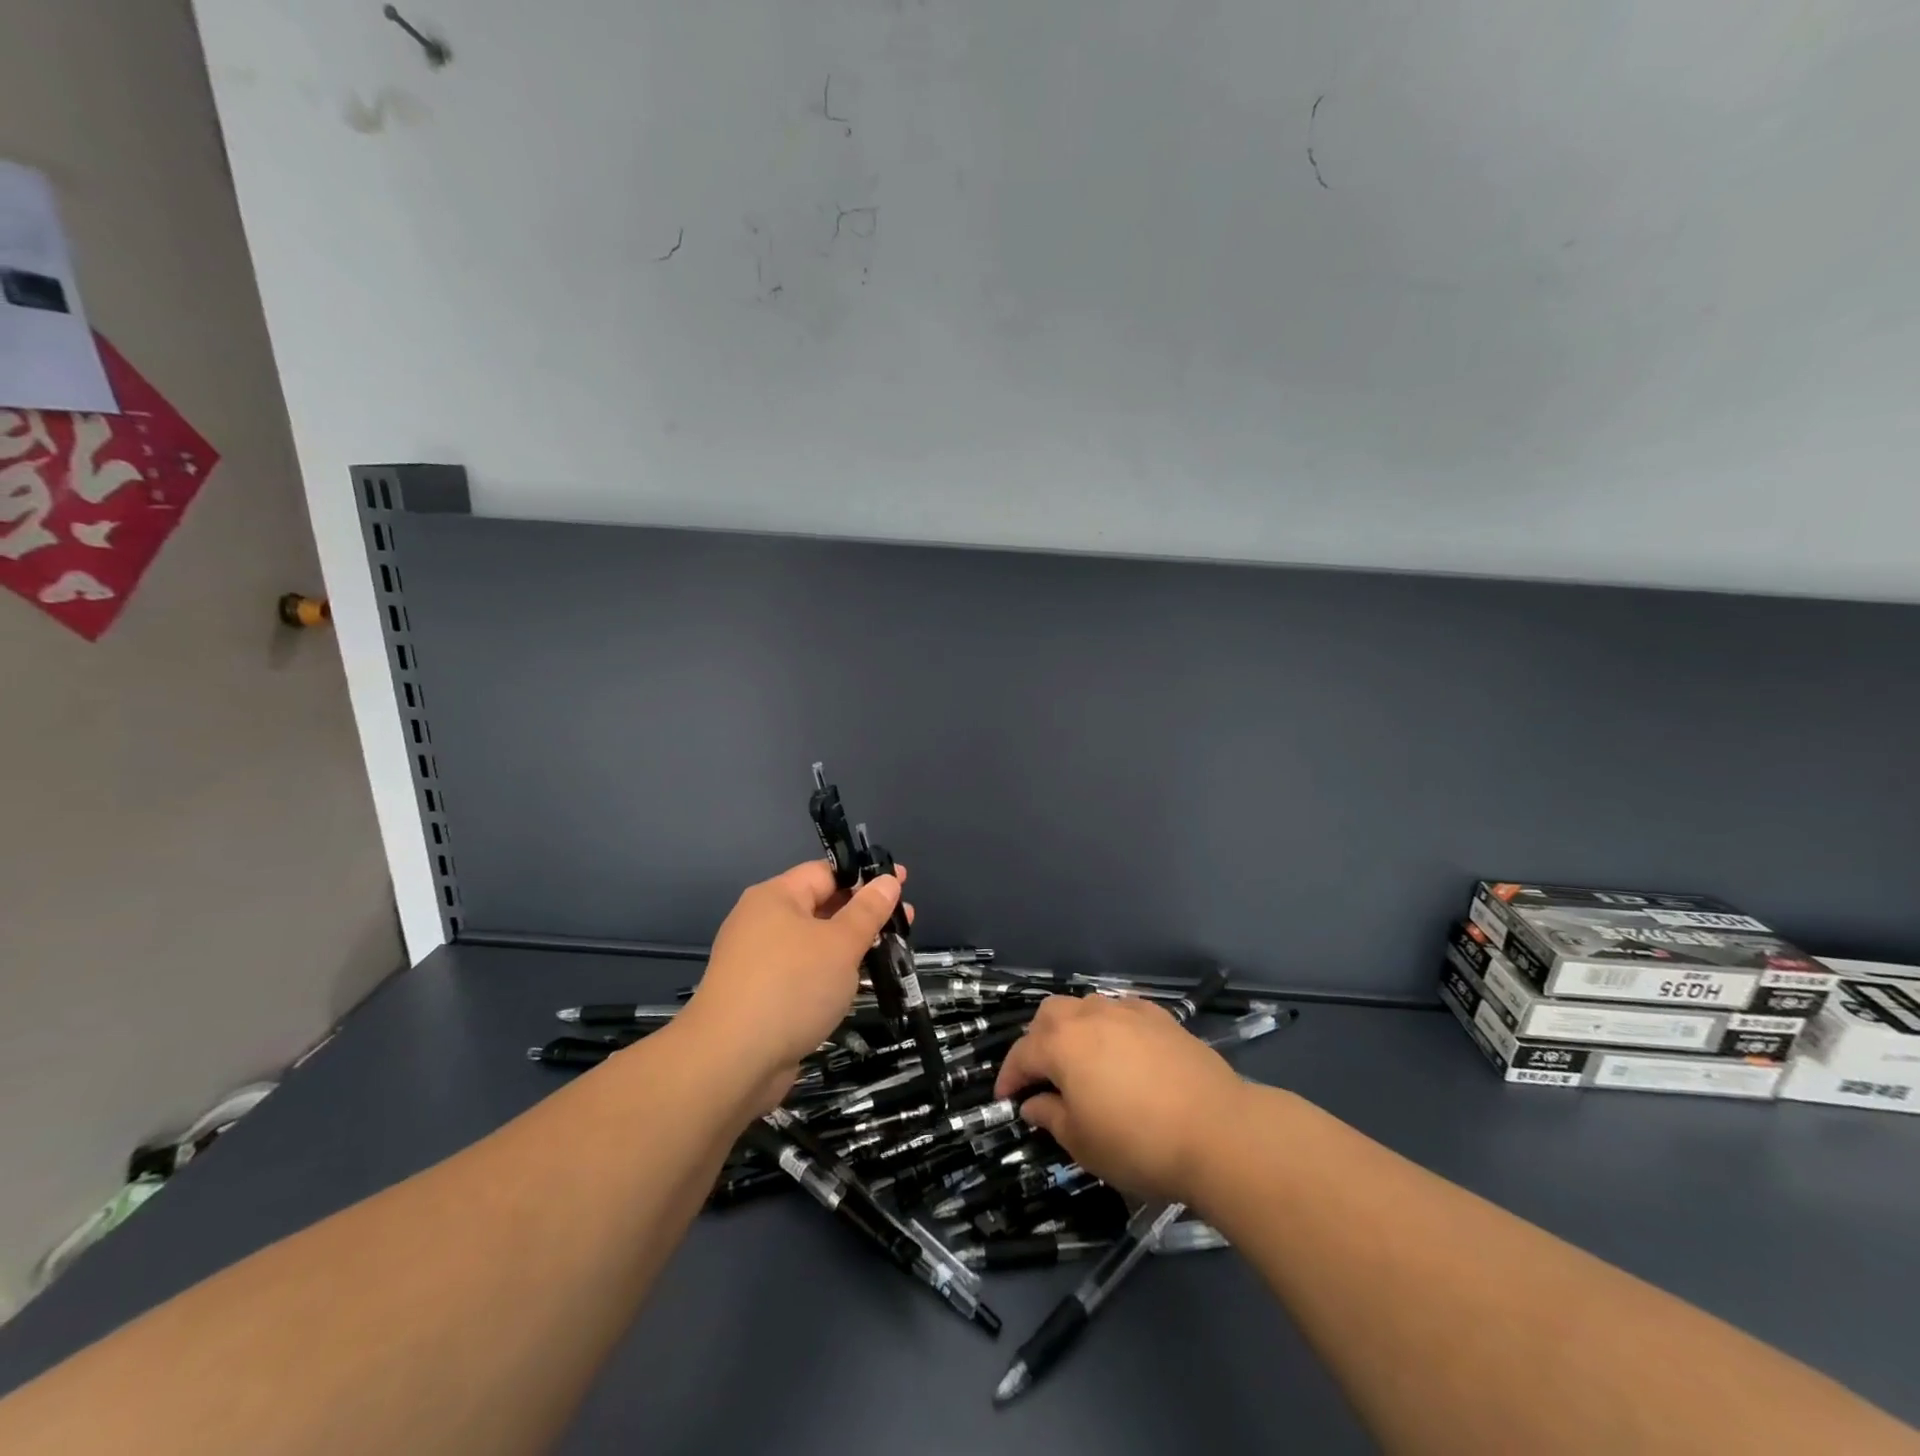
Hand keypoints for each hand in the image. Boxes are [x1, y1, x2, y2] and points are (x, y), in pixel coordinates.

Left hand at [679, 860, 908, 1109]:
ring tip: (891, 954)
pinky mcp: (762, 996)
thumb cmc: (791, 987)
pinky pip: (804, 973)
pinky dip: (831, 974)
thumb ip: (867, 911)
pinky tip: (859, 985)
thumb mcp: (840, 944)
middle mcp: (763, 922)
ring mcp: (759, 961)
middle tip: (905, 922)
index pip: (826, 873)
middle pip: (821, 906)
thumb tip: (888, 880)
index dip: (865, 876)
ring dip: (851, 946)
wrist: (730, 1062)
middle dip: (863, 914)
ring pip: (815, 943)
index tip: (902, 885)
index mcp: (776, 897)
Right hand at [993, 994, 1245, 1202]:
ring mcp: (1128, 1012)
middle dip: (1038, 1041)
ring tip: (1081, 1061)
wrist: (1218, 1131)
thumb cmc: (1138, 1143)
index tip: (1006, 1099)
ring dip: (1073, 1029)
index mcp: (1062, 1044)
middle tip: (1042, 1075)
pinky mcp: (1161, 1017)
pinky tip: (1121, 1050)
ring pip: (1086, 1006)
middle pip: (1050, 1015)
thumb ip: (1051, 1116)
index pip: (1022, 1054)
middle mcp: (1090, 1016)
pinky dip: (1110, 1026)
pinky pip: (1122, 1011)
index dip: (1009, 1077)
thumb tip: (1035, 1103)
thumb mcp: (1083, 1142)